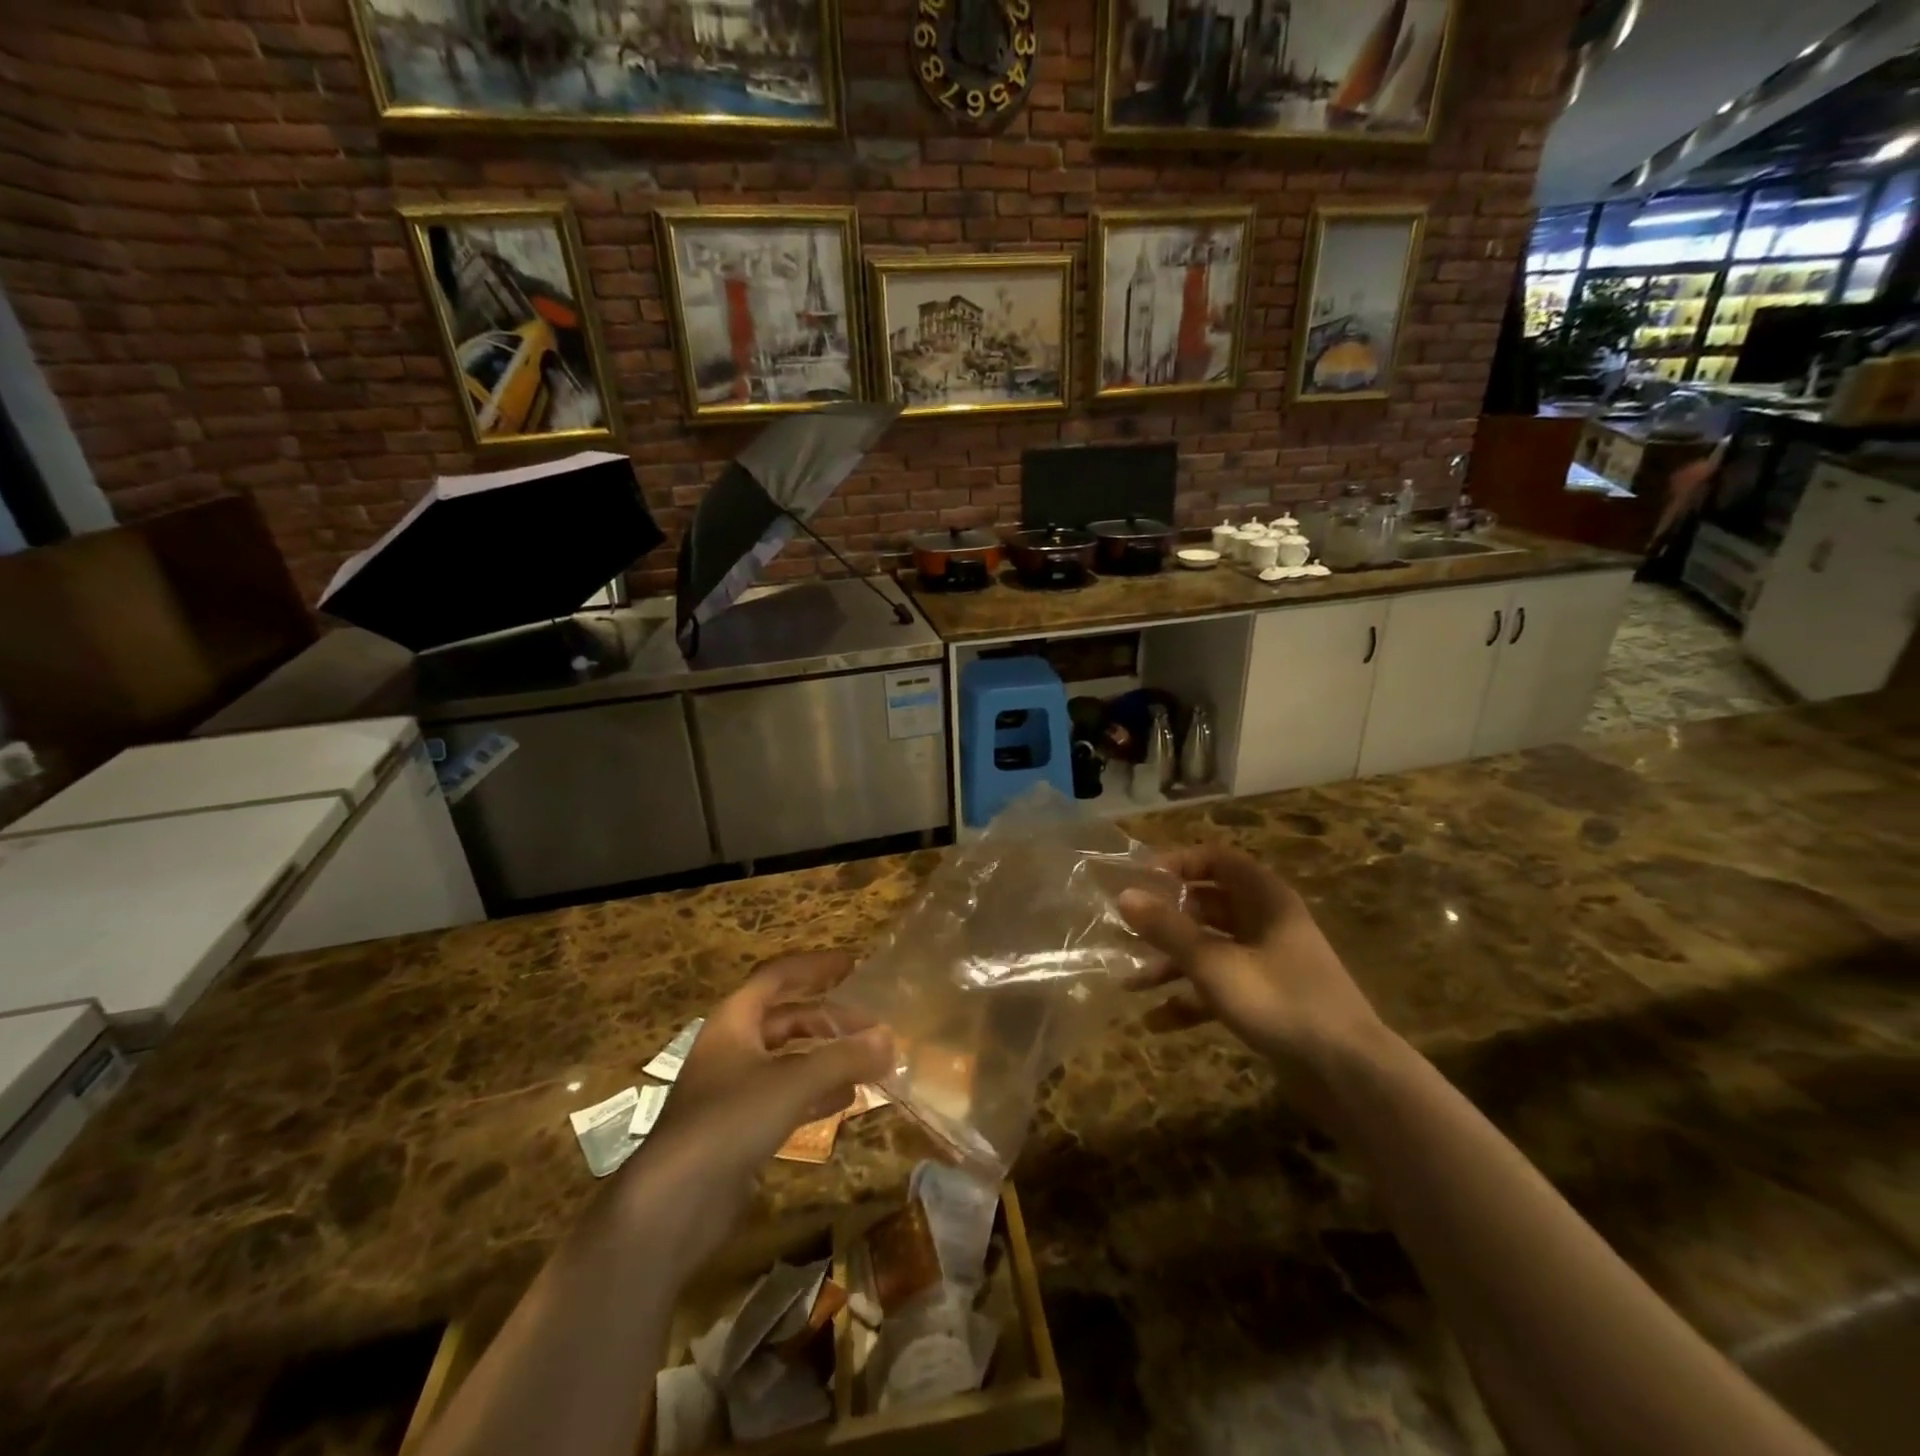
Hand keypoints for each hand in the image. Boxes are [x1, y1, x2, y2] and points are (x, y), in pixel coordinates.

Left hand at [621, 952, 891, 1261]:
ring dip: (826, 1057)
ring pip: (788, 1060)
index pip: (777, 977)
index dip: (815, 967)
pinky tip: (845, 1101)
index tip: (853, 965)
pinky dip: (815, 1093)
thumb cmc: (729, 1121)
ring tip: (866, 1061)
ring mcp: (733, 1090)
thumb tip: (889, 1038)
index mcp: (734, 1021)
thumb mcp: (793, 1081)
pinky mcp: (738, 1129)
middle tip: (870, 1026)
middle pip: (787, 1019)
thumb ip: (843, 1057)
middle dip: (829, 1019)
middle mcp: (732, 1048)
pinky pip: (785, 1097)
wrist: (671, 1204)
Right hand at [1119, 846, 1390, 1113]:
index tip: (1140, 880)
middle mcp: (1267, 924)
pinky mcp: (1268, 1002)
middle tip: (1127, 930)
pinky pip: (1221, 988)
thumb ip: (1168, 929)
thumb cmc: (1281, 1002)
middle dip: (1166, 920)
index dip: (1178, 864)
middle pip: (1208, 906)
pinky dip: (1191, 1000)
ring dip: (1171, 963)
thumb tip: (1125, 895)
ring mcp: (1269, 964)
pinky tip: (1157, 1022)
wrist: (1351, 1076)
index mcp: (1266, 900)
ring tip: (1131, 982)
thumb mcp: (1215, 964)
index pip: (1217, 860)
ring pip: (1210, 949)